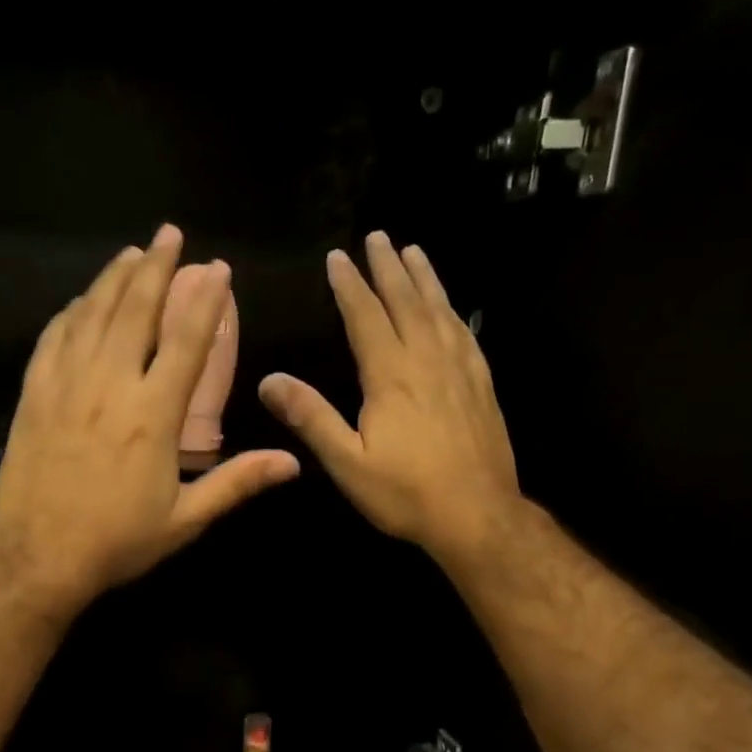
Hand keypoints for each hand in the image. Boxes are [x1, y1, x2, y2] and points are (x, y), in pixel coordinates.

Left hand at [0, 224, 300, 613]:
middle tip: (169, 234)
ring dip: (113, 279)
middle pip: (134, 310)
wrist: (38, 559)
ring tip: (131, 254)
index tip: (218, 269)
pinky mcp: (34, 396)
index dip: (205, 301)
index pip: (185, 342)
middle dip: (155, 267)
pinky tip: (80, 302)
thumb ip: (237, 483)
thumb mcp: (185, 519)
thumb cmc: (117, 542)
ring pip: (91, 315)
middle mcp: (109, 386)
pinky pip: (53, 339)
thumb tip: (292, 463)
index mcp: (152, 415)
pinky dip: (71, 313)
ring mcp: (65, 386)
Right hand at [258, 231, 521, 567]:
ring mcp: (460, 371)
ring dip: (424, 278)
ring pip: (440, 311)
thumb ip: (310, 418)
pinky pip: (465, 334)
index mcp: (390, 376)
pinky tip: (451, 308)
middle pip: (406, 302)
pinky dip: (453, 311)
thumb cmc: (405, 492)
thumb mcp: (347, 462)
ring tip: (413, 252)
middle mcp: (427, 361)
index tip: (338, 257)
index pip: (366, 317)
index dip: (350, 285)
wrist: (477, 515)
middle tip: (378, 237)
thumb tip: (269, 380)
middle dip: (388, 268)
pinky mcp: (482, 386)